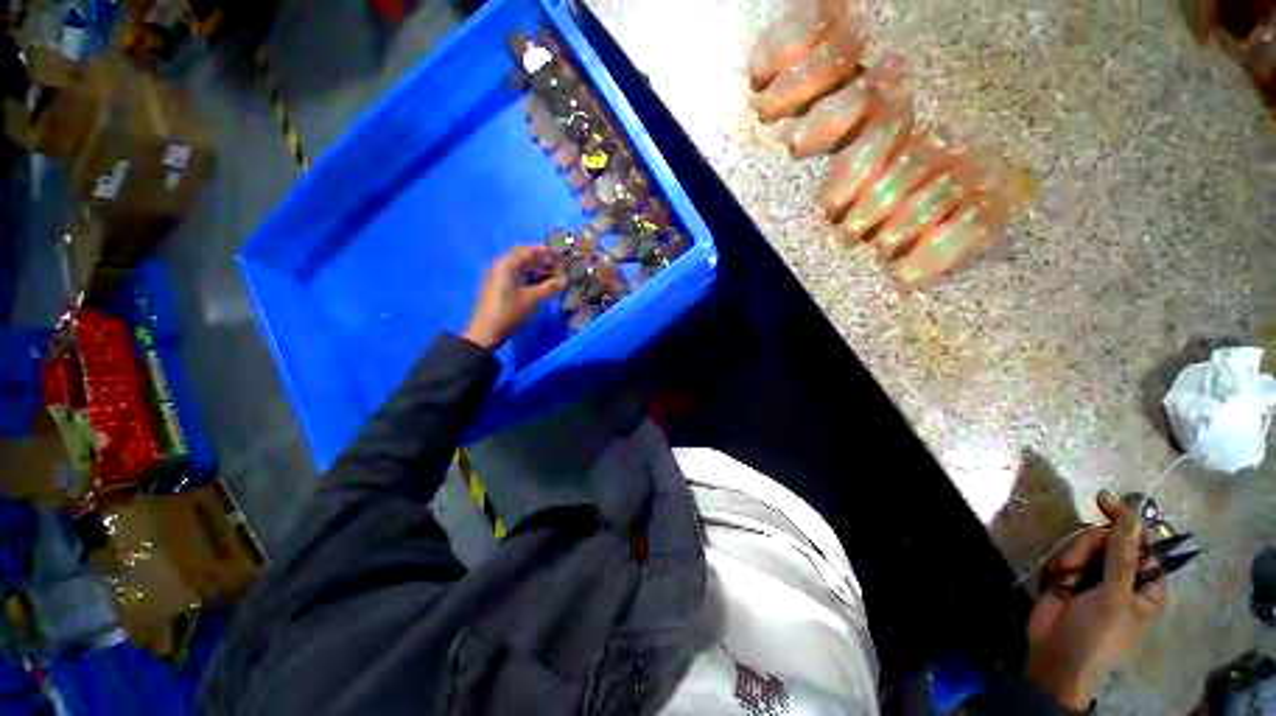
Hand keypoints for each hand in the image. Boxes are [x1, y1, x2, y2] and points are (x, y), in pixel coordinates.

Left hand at [464, 246, 565, 349]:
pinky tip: (542, 285)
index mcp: (507, 264)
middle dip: (543, 260)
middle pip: (524, 257)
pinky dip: (531, 277)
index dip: (546, 251)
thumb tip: (565, 279)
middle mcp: (501, 266)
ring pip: (521, 267)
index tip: (562, 255)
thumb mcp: (533, 299)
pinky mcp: (500, 287)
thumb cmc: (510, 312)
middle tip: (560, 266)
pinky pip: (518, 276)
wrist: (487, 332)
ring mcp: (499, 277)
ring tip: (555, 276)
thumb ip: (550, 287)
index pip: (528, 250)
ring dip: (538, 270)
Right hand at [1024, 491, 1167, 708]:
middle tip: (1078, 563)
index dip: (1126, 522)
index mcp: (1148, 585)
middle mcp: (1125, 578)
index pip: (1143, 542)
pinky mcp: (1072, 577)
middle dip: (1091, 546)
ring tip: (1066, 579)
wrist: (1055, 656)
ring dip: (1073, 557)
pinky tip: (1058, 581)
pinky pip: (1068, 555)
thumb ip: (1121, 553)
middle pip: (1110, 540)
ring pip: (1086, 545)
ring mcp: (1097, 577)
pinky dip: (1061, 564)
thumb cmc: (1096, 632)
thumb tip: (1127, 513)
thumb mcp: (1112, 594)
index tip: (1103, 500)